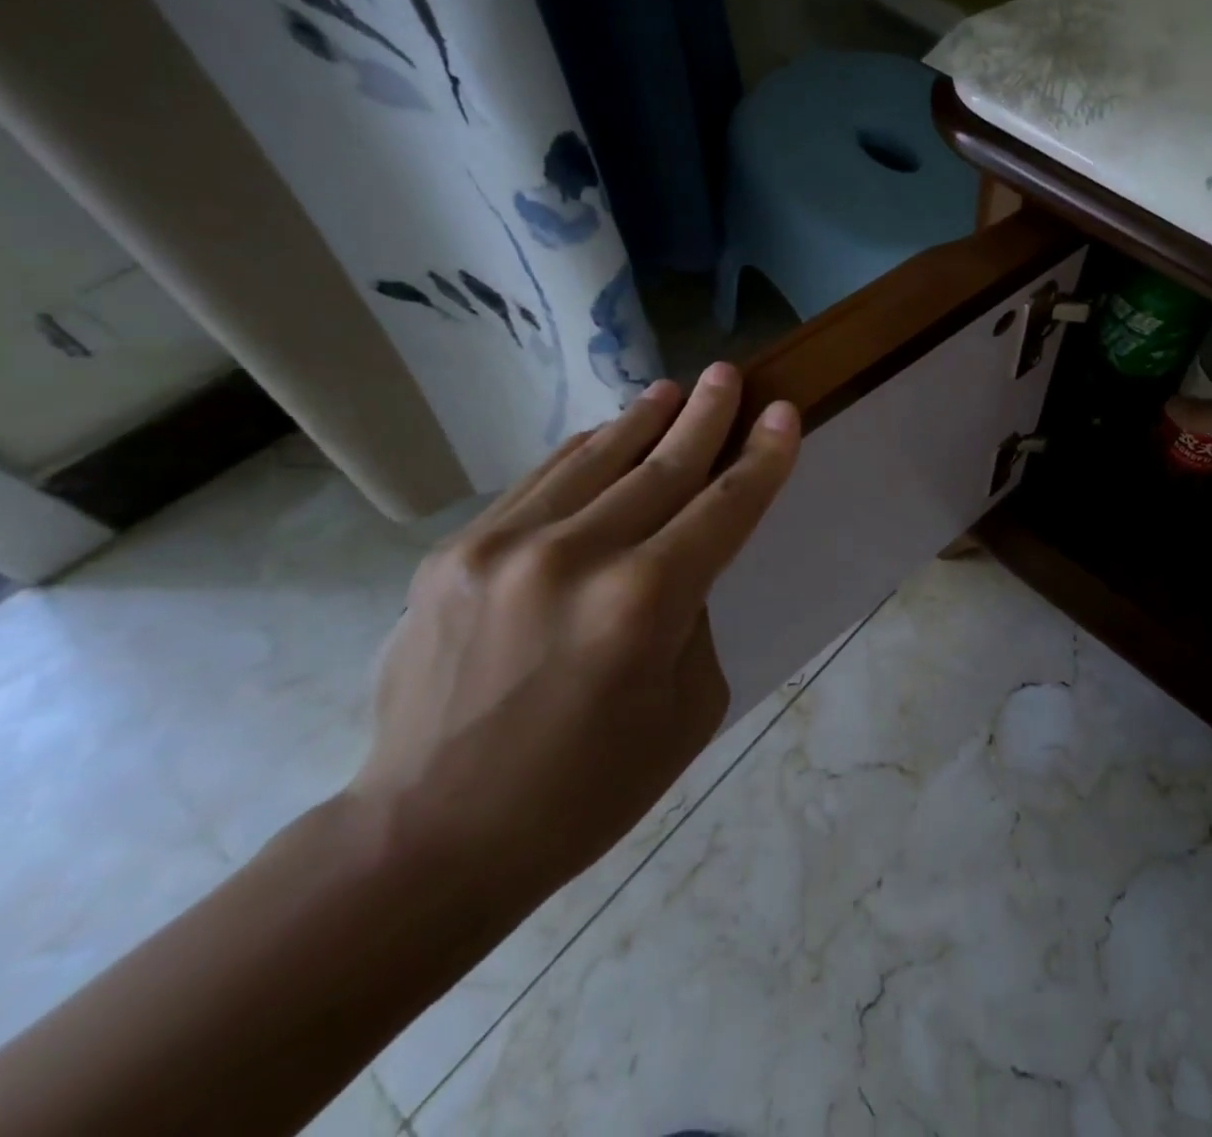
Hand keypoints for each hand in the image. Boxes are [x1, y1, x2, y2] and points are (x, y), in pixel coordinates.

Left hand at [349, 363, 799, 910]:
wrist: (428, 838)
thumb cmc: (586, 789)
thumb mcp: (687, 710)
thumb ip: (696, 619)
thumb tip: (684, 562)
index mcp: (644, 602)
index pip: (724, 507)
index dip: (761, 458)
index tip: (783, 413)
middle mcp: (575, 556)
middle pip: (661, 466)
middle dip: (706, 416)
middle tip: (729, 374)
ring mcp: (503, 548)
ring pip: (594, 460)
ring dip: (640, 422)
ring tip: (672, 390)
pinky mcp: (454, 556)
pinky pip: (536, 485)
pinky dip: (579, 454)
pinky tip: (602, 436)